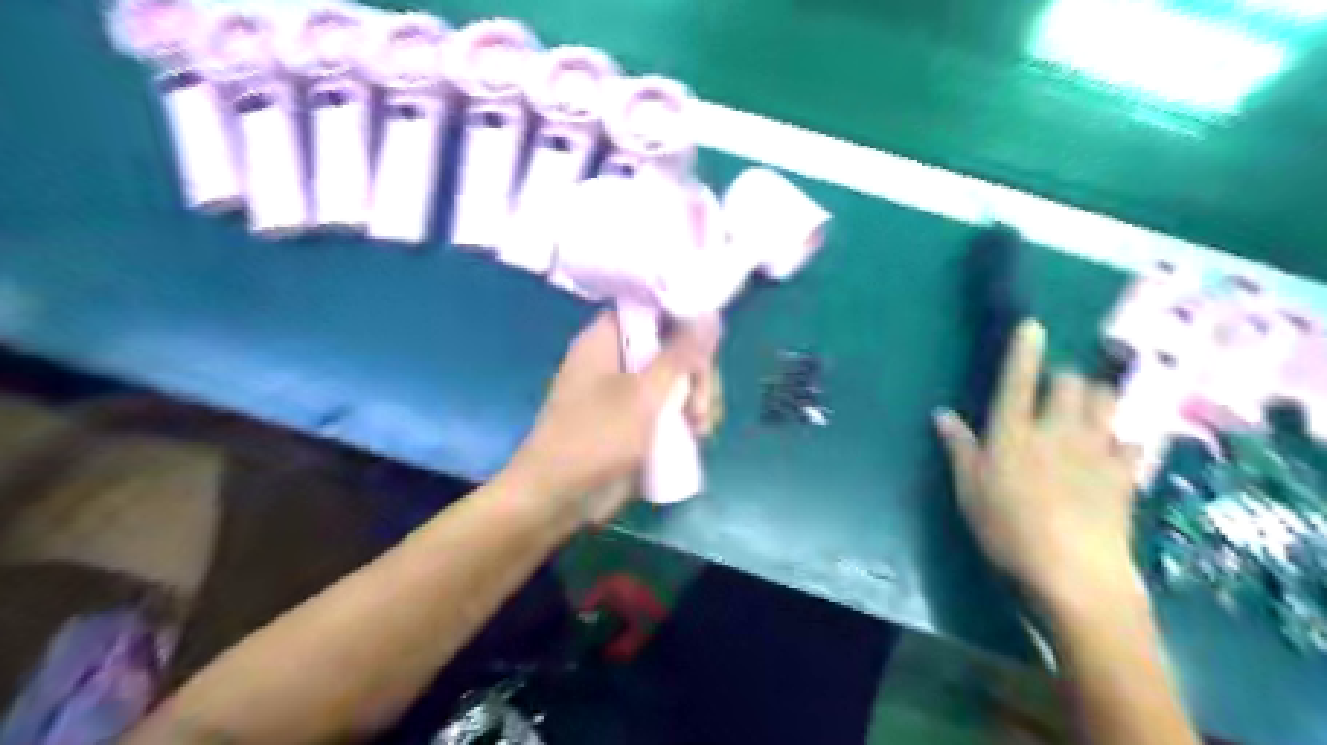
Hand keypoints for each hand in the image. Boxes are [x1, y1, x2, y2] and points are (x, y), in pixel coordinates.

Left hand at [509, 312, 720, 526]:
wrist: (558, 498)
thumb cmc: (596, 438)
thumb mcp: (644, 394)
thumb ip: (681, 355)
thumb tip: (712, 315)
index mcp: (608, 338)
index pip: (655, 309)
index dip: (687, 320)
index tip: (709, 347)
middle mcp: (618, 358)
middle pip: (673, 347)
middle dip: (697, 376)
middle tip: (703, 406)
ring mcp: (626, 390)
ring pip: (677, 380)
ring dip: (697, 401)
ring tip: (701, 429)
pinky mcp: (633, 419)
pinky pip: (669, 406)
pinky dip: (685, 418)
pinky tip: (697, 437)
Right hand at [932, 318, 1139, 613]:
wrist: (1073, 572)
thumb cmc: (1006, 529)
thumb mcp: (969, 490)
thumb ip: (959, 447)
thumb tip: (942, 414)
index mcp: (1013, 432)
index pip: (1018, 380)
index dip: (1024, 350)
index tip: (1032, 325)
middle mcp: (1057, 430)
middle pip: (1071, 383)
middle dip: (1064, 378)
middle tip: (1054, 391)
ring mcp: (1096, 450)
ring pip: (1106, 402)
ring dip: (1095, 398)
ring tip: (1086, 410)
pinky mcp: (1125, 474)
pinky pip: (1130, 442)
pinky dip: (1120, 440)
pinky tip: (1112, 452)